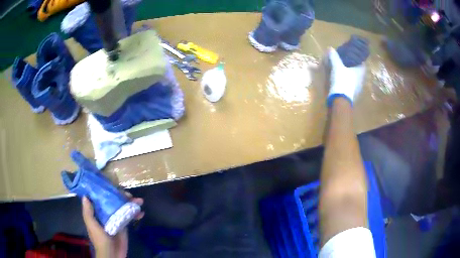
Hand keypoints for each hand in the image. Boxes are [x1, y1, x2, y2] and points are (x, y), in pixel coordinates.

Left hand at [82, 194, 143, 257]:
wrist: (112, 254)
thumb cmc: (100, 239)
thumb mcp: (92, 225)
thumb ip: (88, 212)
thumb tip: (85, 196)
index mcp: (96, 211)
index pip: (101, 197)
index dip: (106, 190)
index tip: (114, 186)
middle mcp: (106, 212)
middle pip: (114, 200)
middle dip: (122, 196)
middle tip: (130, 195)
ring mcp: (116, 218)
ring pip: (123, 206)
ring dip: (131, 203)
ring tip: (139, 201)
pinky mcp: (124, 225)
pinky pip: (129, 216)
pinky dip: (136, 214)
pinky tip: (141, 213)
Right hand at [327, 47, 365, 106]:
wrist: (340, 99)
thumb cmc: (342, 80)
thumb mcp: (337, 66)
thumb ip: (334, 57)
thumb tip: (331, 48)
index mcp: (360, 71)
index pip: (362, 62)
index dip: (358, 58)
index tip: (353, 55)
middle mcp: (361, 79)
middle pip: (359, 70)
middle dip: (354, 66)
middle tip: (347, 61)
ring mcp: (358, 88)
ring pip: (356, 78)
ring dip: (351, 74)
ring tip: (344, 70)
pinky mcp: (353, 94)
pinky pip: (352, 85)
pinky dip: (348, 81)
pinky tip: (343, 80)